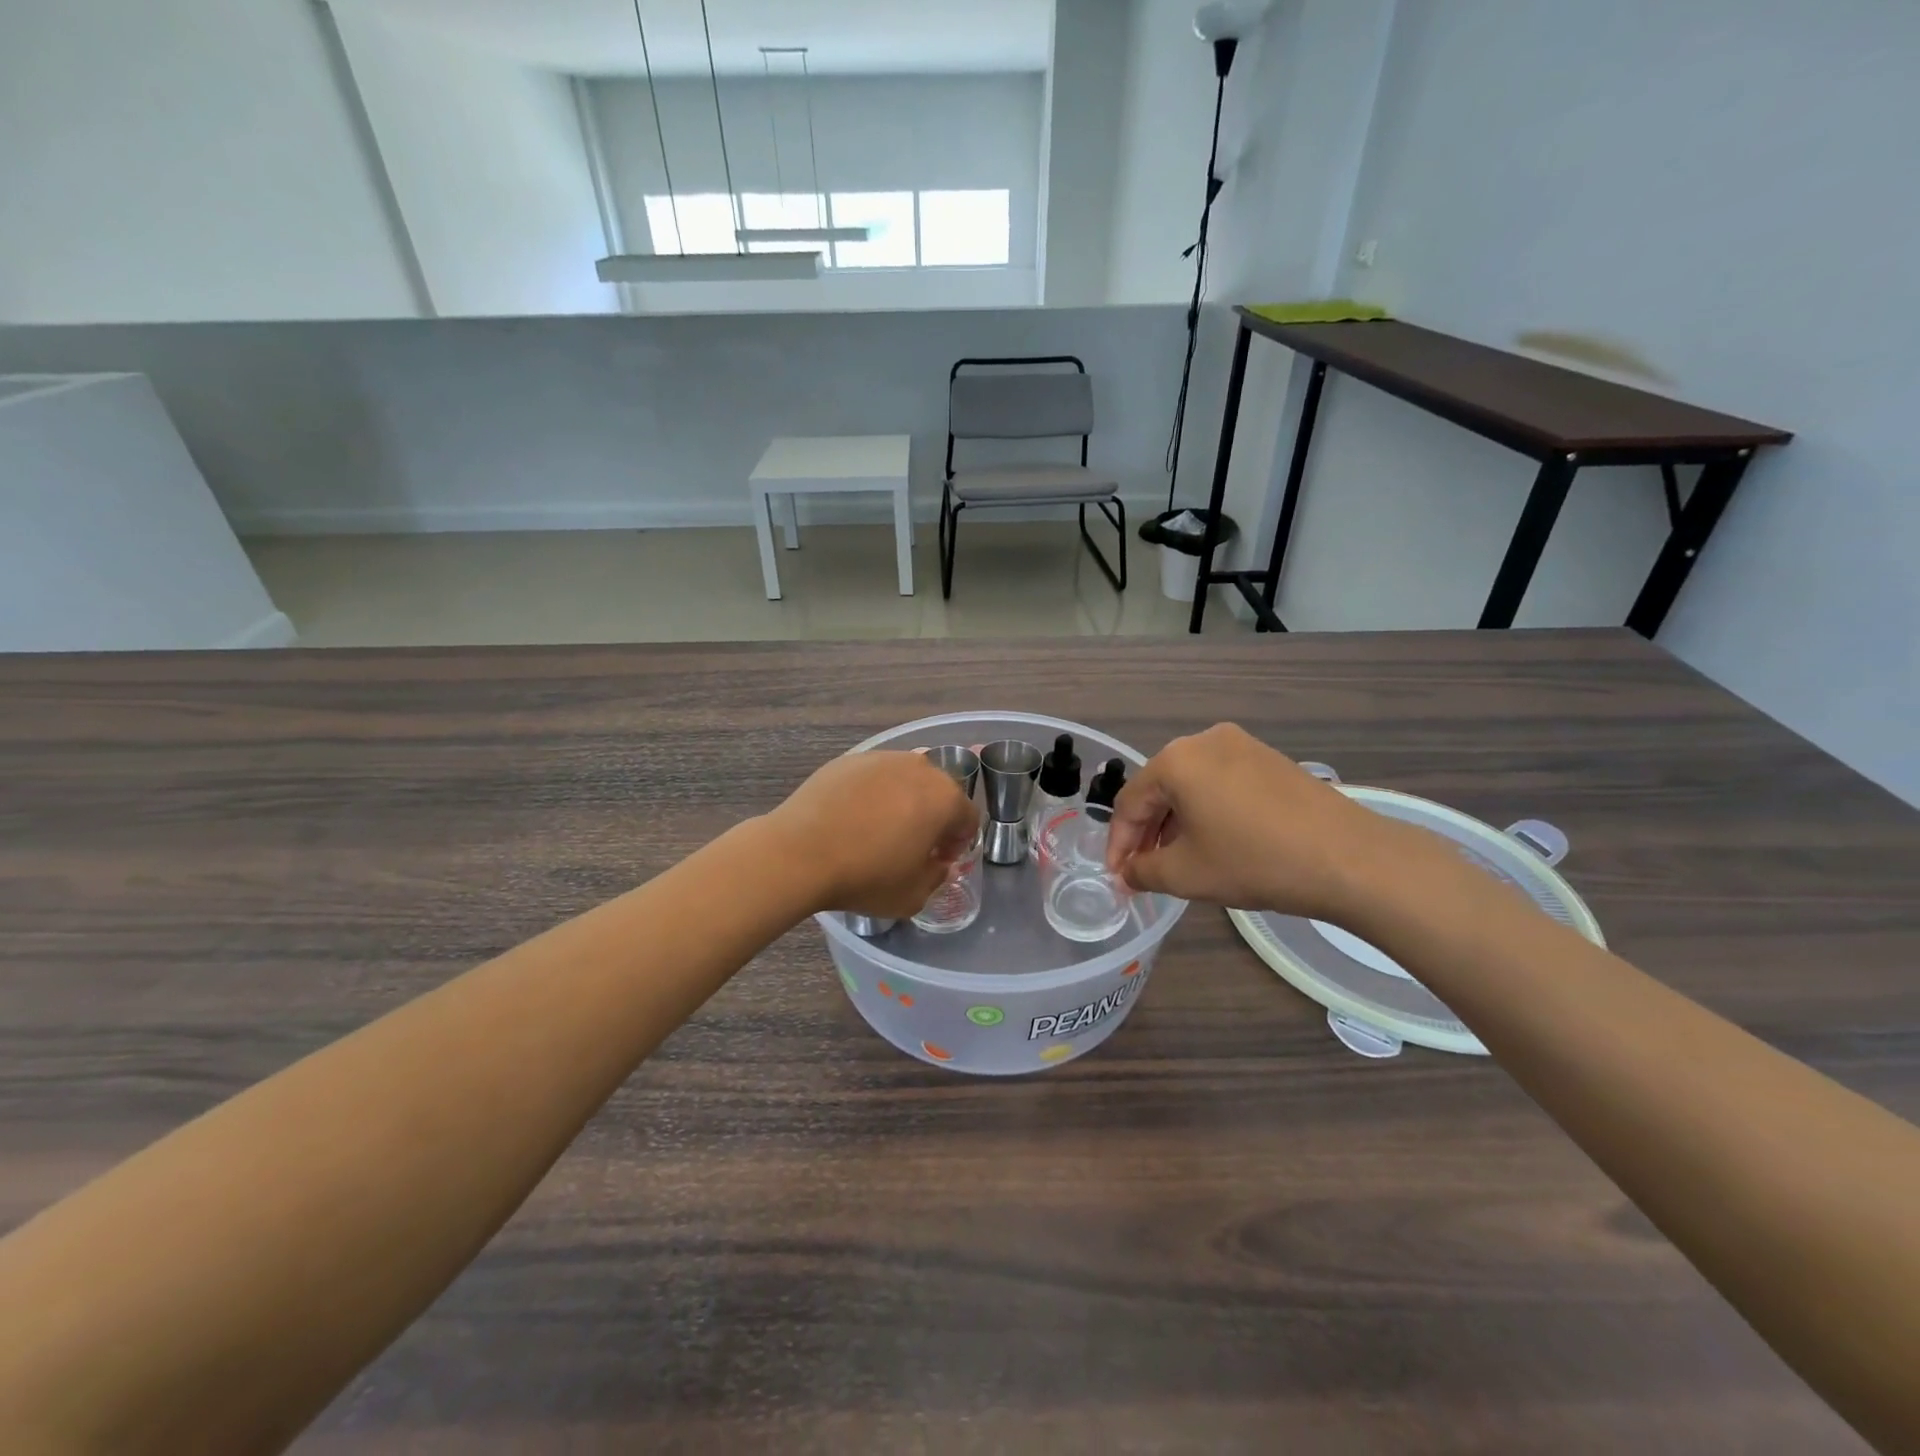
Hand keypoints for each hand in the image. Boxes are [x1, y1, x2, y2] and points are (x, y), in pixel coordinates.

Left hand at [765, 750, 979, 917]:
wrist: (799, 853)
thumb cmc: (866, 876)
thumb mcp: (913, 895)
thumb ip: (936, 877)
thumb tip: (935, 864)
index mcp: (944, 798)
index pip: (968, 818)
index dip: (958, 843)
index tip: (938, 861)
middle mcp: (919, 768)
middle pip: (939, 793)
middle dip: (933, 818)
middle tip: (912, 845)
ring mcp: (882, 759)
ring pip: (905, 780)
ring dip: (903, 802)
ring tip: (880, 830)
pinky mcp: (849, 759)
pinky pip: (873, 778)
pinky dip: (871, 794)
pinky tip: (853, 819)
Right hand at [1105, 723, 1390, 919]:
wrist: (1349, 858)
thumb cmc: (1255, 861)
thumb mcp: (1187, 874)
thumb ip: (1143, 871)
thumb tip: (1127, 873)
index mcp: (1176, 760)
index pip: (1129, 802)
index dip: (1118, 843)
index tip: (1117, 877)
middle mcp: (1204, 740)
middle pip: (1159, 789)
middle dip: (1146, 833)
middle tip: (1142, 871)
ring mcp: (1242, 746)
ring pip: (1190, 786)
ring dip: (1175, 823)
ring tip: (1176, 861)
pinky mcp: (1270, 760)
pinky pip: (1220, 783)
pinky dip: (1206, 812)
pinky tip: (1214, 842)